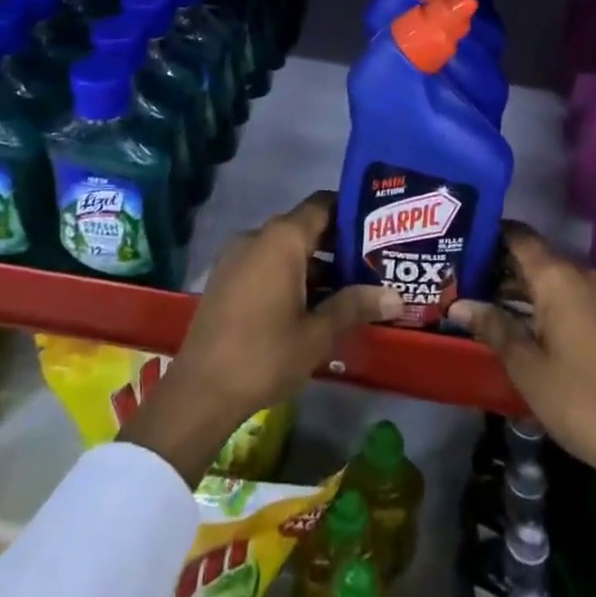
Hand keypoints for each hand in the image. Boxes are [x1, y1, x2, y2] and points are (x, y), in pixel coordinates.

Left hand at [121, 193, 402, 482]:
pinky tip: (309, 305)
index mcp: (282, 239)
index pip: (323, 205)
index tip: (378, 228)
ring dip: (314, 264)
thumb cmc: (264, 354)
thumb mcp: (318, 334)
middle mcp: (257, 236)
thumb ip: (356, 306)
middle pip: (305, 226)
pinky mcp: (224, 278)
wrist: (199, 392)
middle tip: (371, 264)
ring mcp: (236, 256)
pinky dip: (288, 274)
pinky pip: (264, 263)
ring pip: (284, 248)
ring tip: (347, 289)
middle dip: (337, 244)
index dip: (352, 212)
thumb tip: (396, 296)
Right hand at [451, 224, 595, 565]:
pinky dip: (540, 300)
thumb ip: (493, 326)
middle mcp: (580, 274)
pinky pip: (566, 294)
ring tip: (478, 297)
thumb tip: (458, 304)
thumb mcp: (526, 364)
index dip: (489, 233)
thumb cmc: (579, 399)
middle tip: (459, 275)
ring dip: (518, 285)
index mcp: (558, 276)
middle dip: (497, 264)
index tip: (459, 238)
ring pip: (549, 277)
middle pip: (533, 256)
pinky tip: (515, 319)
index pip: (519, 236)